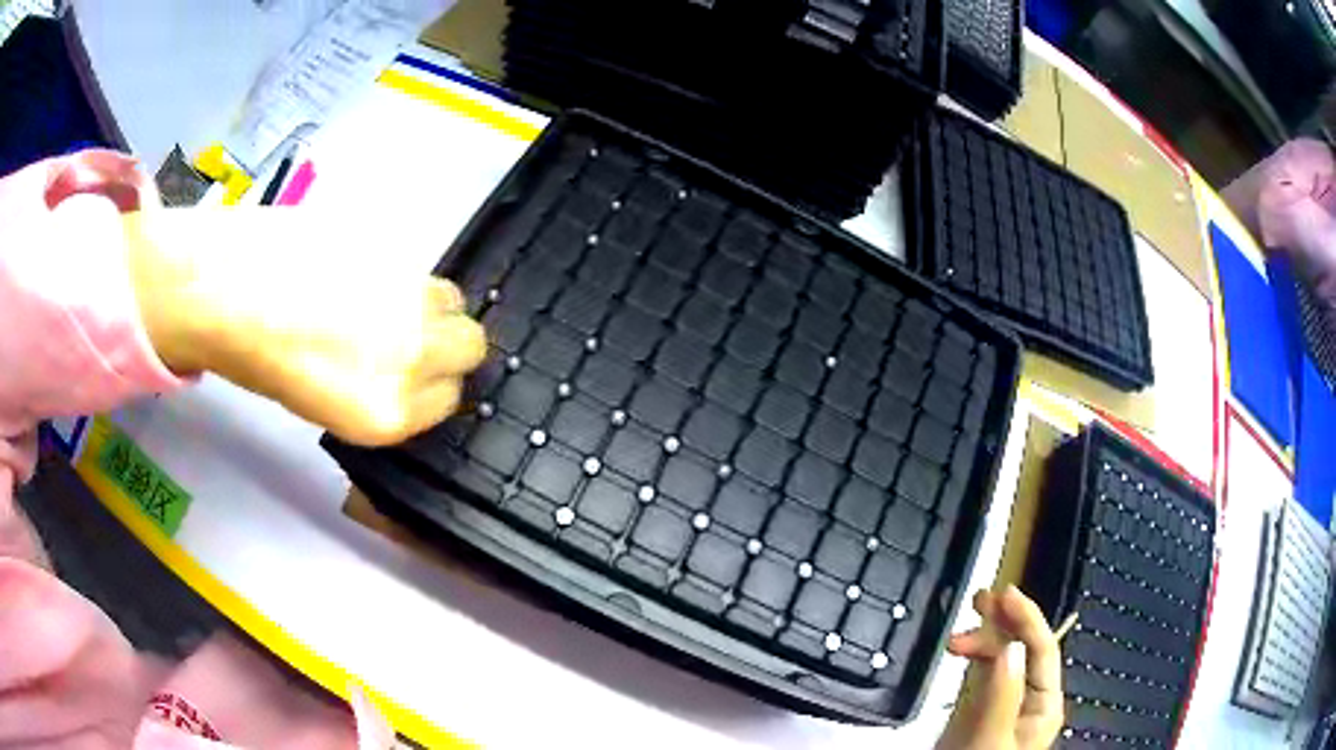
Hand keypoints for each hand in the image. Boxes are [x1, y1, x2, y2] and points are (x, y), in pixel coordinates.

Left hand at [124, 208, 486, 445]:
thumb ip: (379, 391)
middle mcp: (411, 357)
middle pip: (470, 344)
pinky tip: (355, 268)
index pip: (451, 396)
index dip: (430, 381)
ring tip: (376, 295)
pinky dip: (398, 270)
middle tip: (401, 331)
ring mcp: (406, 295)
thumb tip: (406, 362)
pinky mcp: (393, 243)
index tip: (406, 369)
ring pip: (451, 297)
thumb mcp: (323, 404)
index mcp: (388, 413)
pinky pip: (417, 264)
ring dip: (426, 299)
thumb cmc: (256, 360)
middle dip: (445, 339)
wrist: (220, 288)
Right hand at [935, 586, 1063, 749]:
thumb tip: (1009, 646)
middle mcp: (1027, 699)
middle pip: (1022, 647)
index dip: (1027, 616)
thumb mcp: (993, 738)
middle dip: (1003, 621)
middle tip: (980, 598)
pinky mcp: (978, 711)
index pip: (1042, 648)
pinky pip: (980, 673)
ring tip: (958, 632)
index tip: (1004, 593)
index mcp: (1043, 705)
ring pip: (999, 657)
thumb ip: (1002, 695)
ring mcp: (1002, 704)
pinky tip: (960, 648)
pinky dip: (972, 655)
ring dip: (981, 638)